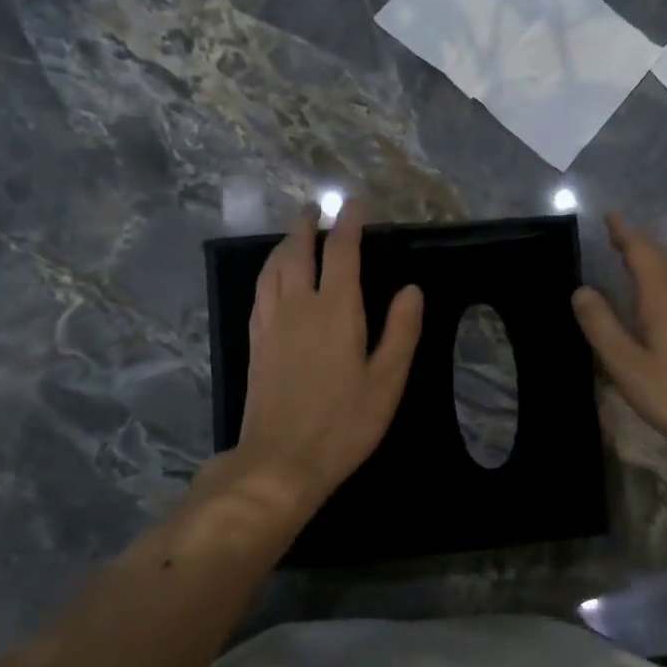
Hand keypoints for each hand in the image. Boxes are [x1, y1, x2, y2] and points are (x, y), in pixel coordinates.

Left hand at [229, 203, 422, 520]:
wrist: (280, 460)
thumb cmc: (343, 424)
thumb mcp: (387, 381)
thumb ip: (401, 332)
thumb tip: (411, 289)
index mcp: (335, 311)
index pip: (341, 252)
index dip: (349, 224)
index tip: (354, 205)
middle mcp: (298, 306)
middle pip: (298, 252)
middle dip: (307, 226)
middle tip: (315, 209)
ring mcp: (271, 324)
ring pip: (272, 269)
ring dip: (284, 245)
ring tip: (293, 236)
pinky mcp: (256, 343)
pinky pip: (259, 292)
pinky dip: (268, 273)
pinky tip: (272, 279)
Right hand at [572, 214, 666, 465]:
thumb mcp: (627, 365)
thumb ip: (602, 326)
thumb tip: (582, 290)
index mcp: (663, 299)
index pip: (642, 253)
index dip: (624, 233)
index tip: (610, 216)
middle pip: (663, 259)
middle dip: (639, 243)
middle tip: (617, 236)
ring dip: (656, 260)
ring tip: (635, 260)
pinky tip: (662, 298)